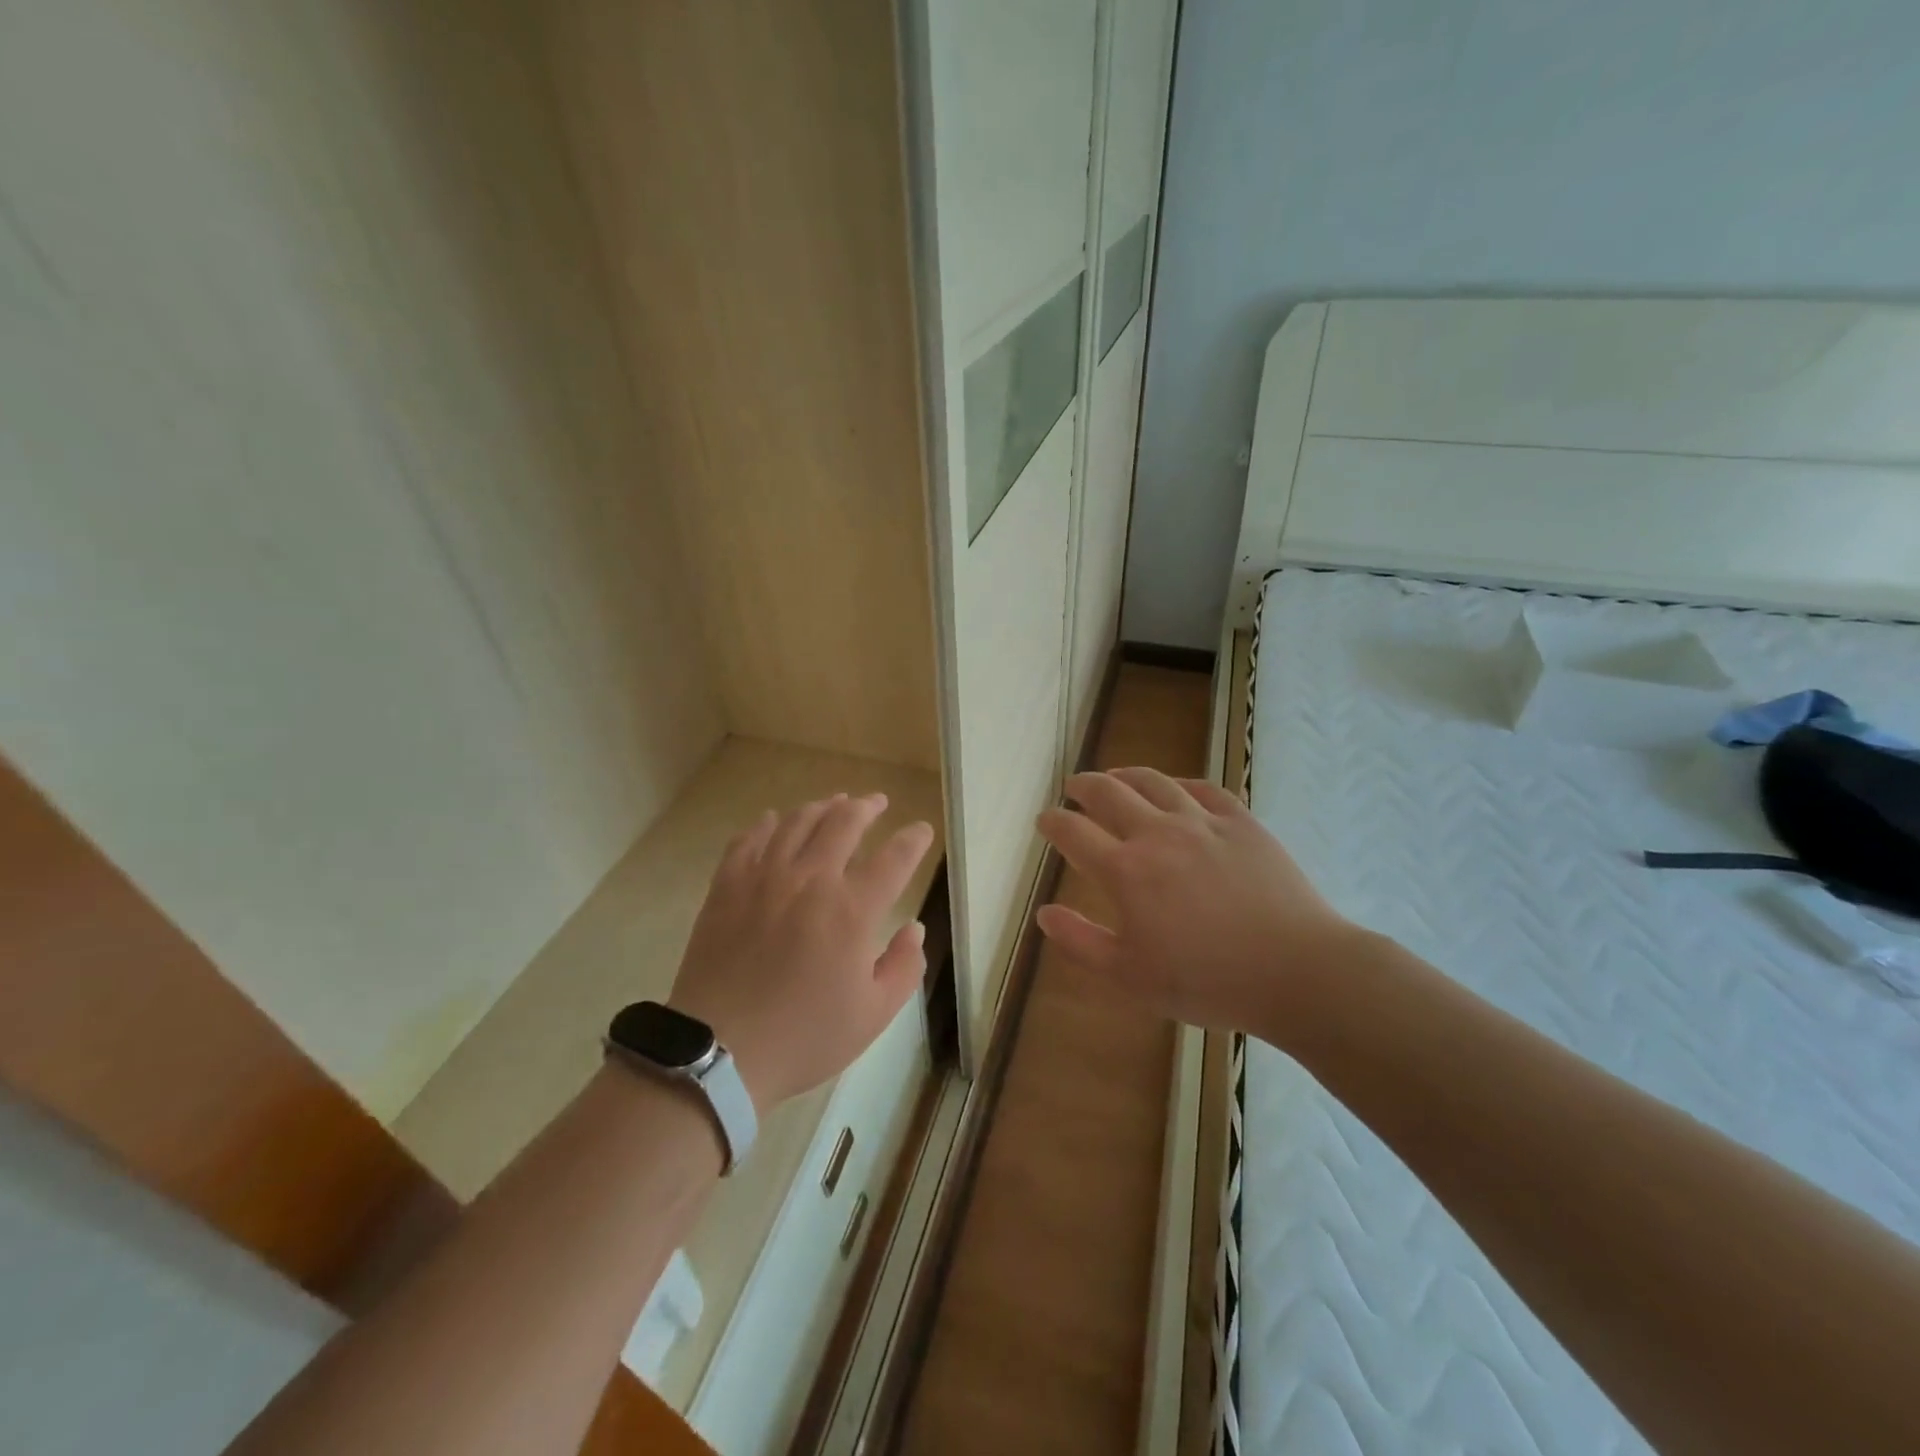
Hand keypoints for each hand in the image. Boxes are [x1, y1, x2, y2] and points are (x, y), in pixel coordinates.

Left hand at [669, 794, 934, 1111]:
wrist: (719, 1052)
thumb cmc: (804, 1037)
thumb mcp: (872, 1015)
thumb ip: (903, 967)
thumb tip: (914, 929)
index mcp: (852, 910)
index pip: (894, 858)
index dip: (913, 840)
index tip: (921, 831)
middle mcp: (811, 880)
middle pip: (844, 822)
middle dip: (867, 807)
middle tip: (877, 802)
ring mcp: (765, 877)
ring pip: (797, 822)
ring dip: (822, 807)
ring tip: (834, 803)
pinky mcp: (727, 885)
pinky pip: (750, 839)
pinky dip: (767, 824)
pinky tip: (774, 820)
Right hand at [1034, 768, 1355, 1032]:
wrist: (1296, 971)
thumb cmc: (1206, 981)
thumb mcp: (1130, 977)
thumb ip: (1081, 942)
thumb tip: (1044, 913)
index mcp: (1125, 871)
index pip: (1074, 832)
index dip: (1054, 821)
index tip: (1045, 819)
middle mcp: (1158, 834)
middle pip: (1109, 793)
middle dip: (1084, 786)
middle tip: (1074, 786)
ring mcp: (1202, 823)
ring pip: (1155, 782)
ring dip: (1127, 774)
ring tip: (1116, 775)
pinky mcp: (1242, 822)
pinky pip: (1204, 789)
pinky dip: (1180, 783)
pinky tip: (1176, 788)